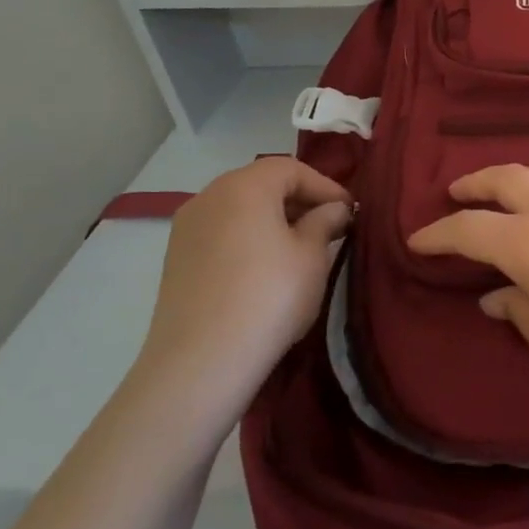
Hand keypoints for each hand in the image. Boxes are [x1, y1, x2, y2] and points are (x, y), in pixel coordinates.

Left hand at [130, 157, 350, 428]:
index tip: (350, 212)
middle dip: (300, 200)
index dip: (326, 186)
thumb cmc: (270, 295)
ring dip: (275, 219)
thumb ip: (325, 221)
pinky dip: (250, 237)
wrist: (202, 360)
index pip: (291, 168)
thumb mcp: (312, 255)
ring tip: (303, 247)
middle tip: (331, 227)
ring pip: (241, 208)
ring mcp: (187, 228)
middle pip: (262, 183)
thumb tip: (333, 209)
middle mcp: (208, 196)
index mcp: (243, 187)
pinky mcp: (177, 258)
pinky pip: (223, 232)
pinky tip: (269, 267)